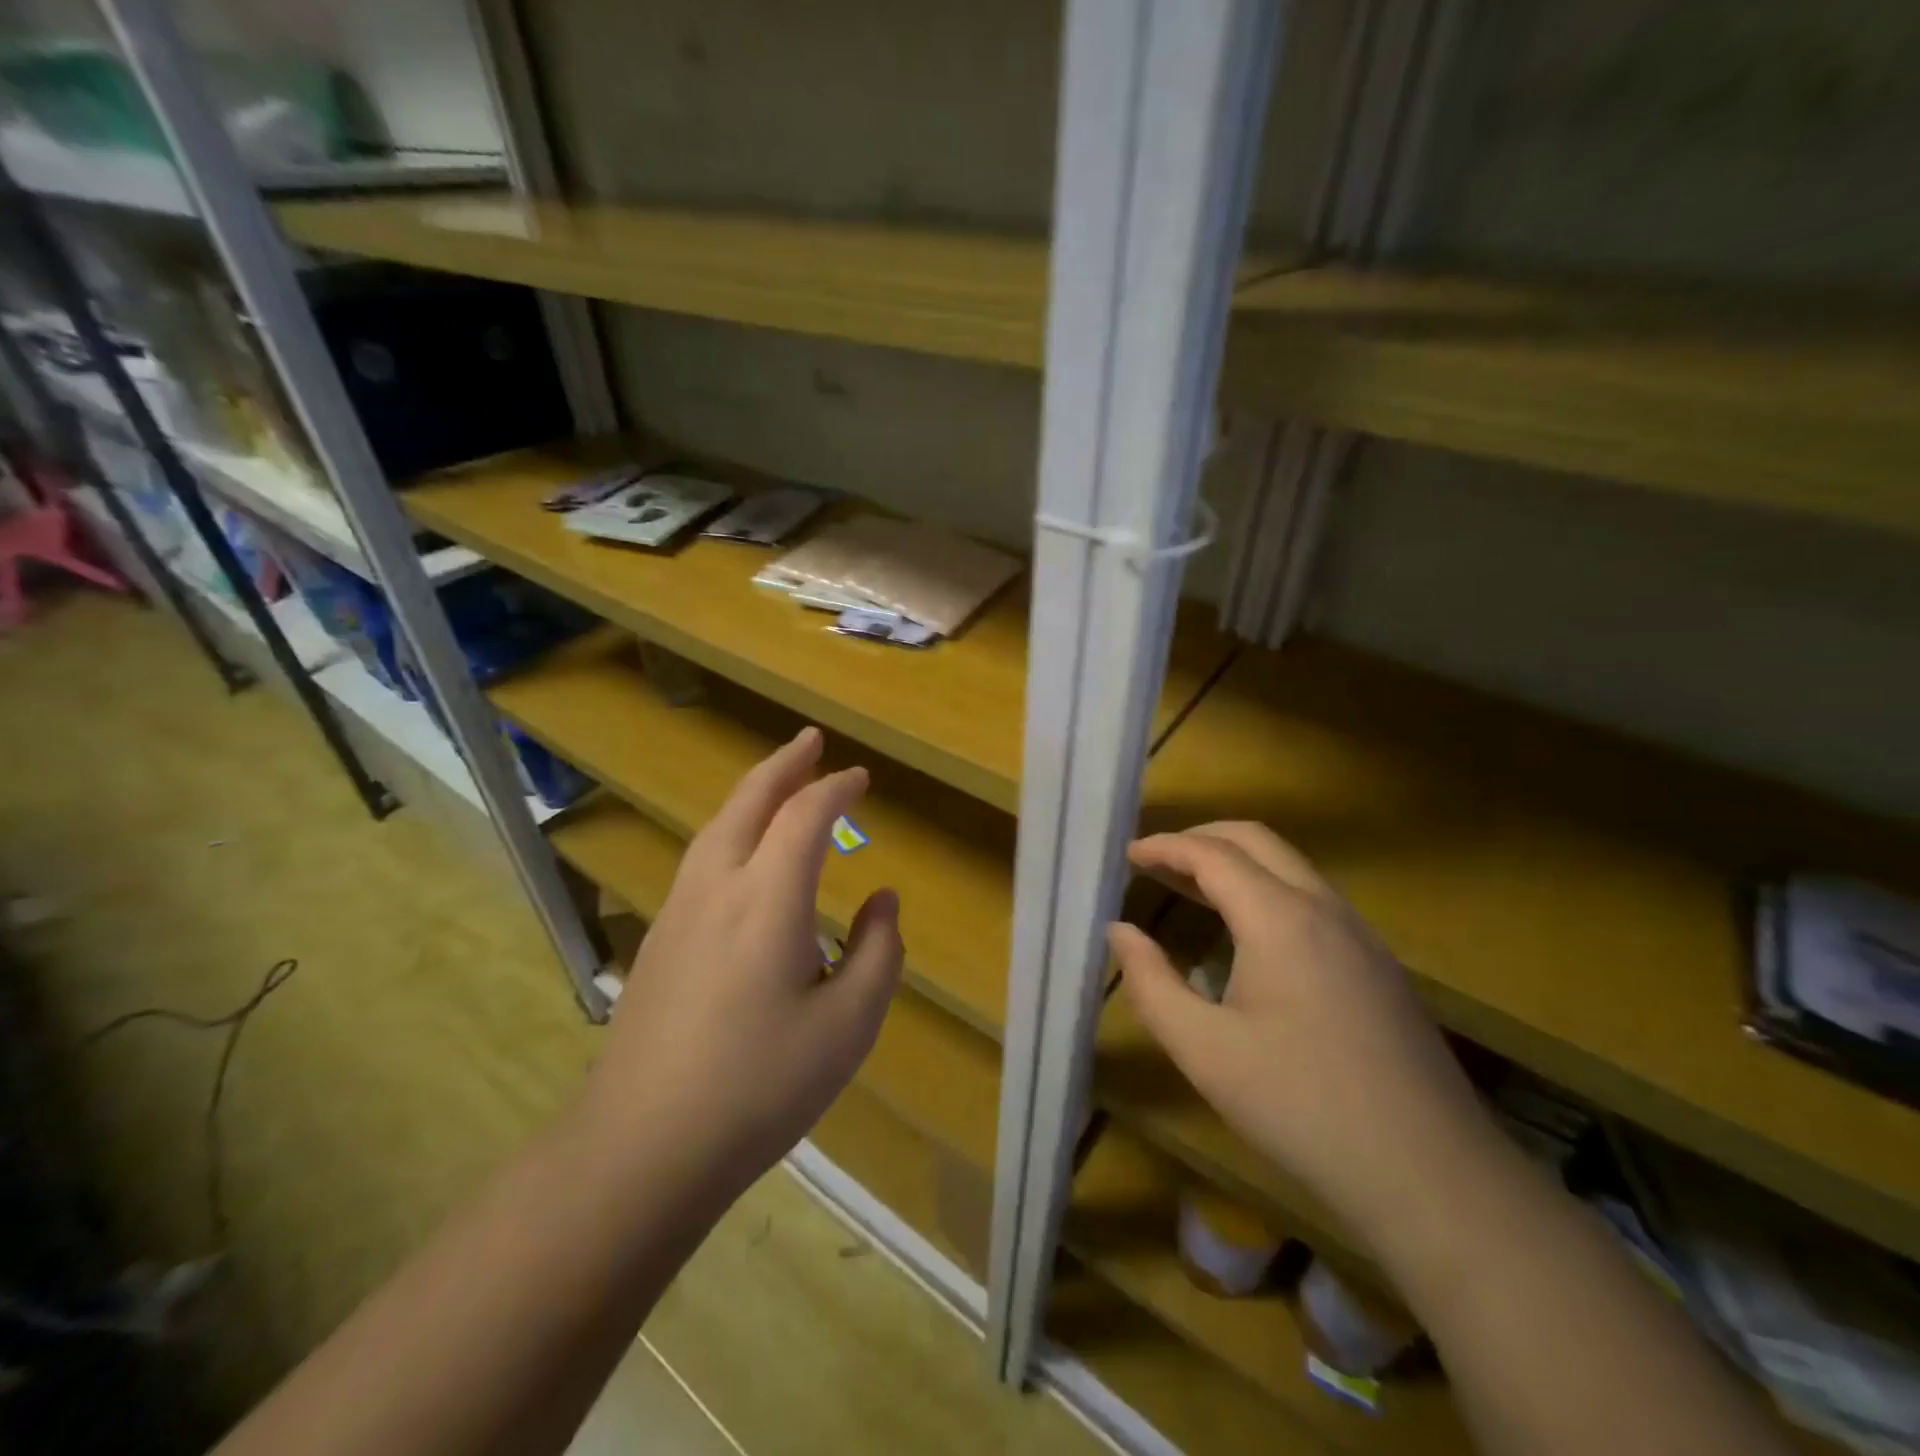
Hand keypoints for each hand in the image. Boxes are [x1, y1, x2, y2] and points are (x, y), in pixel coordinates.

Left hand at [582, 727, 903, 1199]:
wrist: (642, 1146)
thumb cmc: (760, 1086)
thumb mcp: (848, 1025)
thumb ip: (878, 952)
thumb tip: (883, 900)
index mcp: (768, 898)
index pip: (806, 816)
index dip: (836, 789)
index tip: (861, 778)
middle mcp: (718, 886)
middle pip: (749, 801)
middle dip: (784, 764)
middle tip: (811, 741)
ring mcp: (679, 910)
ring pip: (718, 826)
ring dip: (753, 793)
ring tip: (779, 781)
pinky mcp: (660, 937)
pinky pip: (701, 857)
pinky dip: (731, 828)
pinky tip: (741, 852)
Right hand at [1109, 822, 1496, 1246]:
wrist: (1433, 1176)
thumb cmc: (1301, 1105)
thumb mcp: (1203, 1049)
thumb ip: (1150, 982)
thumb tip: (1119, 931)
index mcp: (1279, 917)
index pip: (1212, 854)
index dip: (1164, 847)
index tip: (1127, 856)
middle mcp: (1324, 908)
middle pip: (1256, 841)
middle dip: (1200, 838)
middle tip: (1155, 860)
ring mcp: (1360, 935)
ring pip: (1290, 867)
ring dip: (1236, 863)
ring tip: (1190, 889)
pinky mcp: (1378, 965)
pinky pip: (1312, 899)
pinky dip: (1266, 890)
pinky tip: (1248, 936)